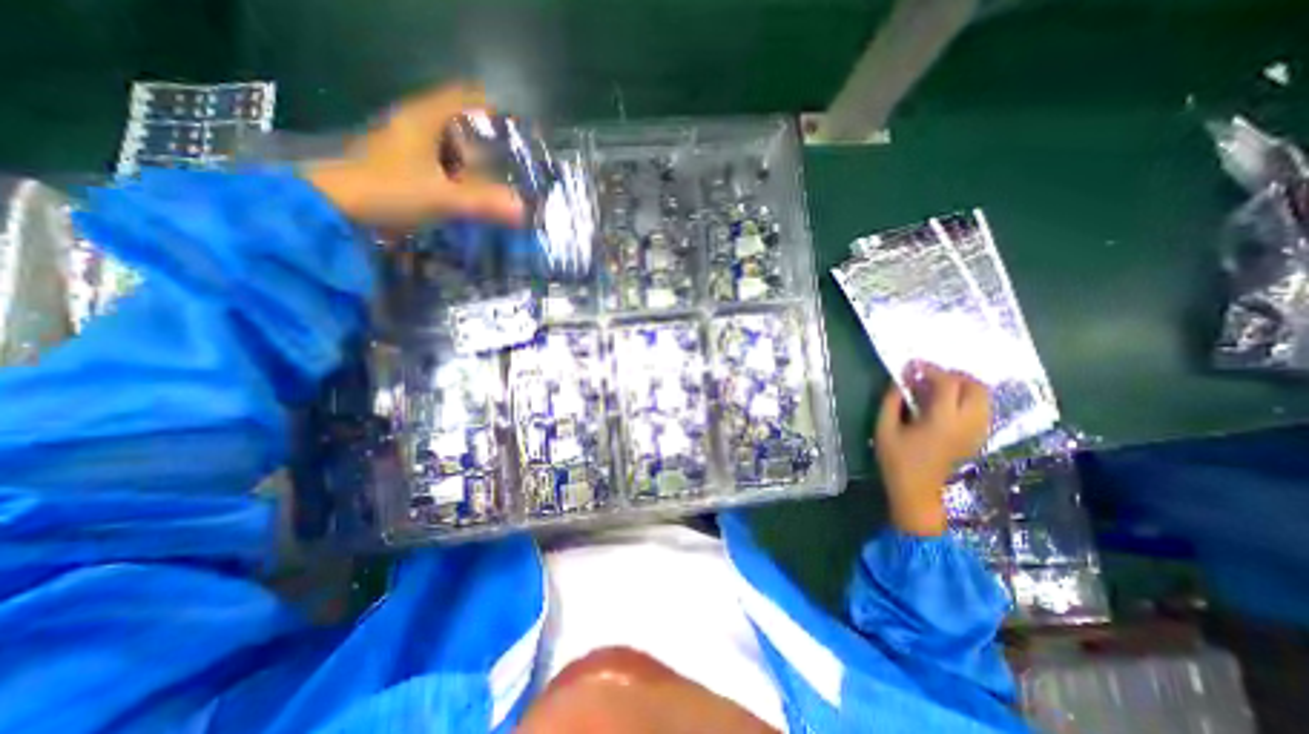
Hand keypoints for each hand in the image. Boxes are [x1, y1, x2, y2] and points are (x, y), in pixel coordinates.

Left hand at [305, 79, 525, 226]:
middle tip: (512, 161)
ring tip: (498, 178)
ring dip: (472, 159)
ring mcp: (405, 143)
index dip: (490, 109)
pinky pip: (438, 161)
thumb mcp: (444, 197)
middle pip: (458, 122)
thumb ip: (484, 202)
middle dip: (486, 140)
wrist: (338, 206)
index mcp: (423, 118)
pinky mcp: (401, 163)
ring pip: (448, 143)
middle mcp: (413, 123)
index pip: (462, 97)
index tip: (515, 129)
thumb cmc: (391, 190)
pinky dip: (457, 172)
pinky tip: (470, 190)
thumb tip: (522, 210)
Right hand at [873, 364, 986, 536]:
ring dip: (963, 386)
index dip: (931, 369)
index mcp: (941, 422)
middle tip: (930, 375)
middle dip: (954, 375)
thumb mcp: (884, 428)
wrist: (917, 492)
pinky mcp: (977, 439)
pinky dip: (968, 399)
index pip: (948, 384)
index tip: (913, 365)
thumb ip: (891, 401)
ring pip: (984, 398)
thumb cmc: (896, 460)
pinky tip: (947, 403)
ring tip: (938, 387)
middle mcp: (966, 425)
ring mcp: (976, 433)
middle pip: (976, 387)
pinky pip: (982, 409)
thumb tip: (899, 381)